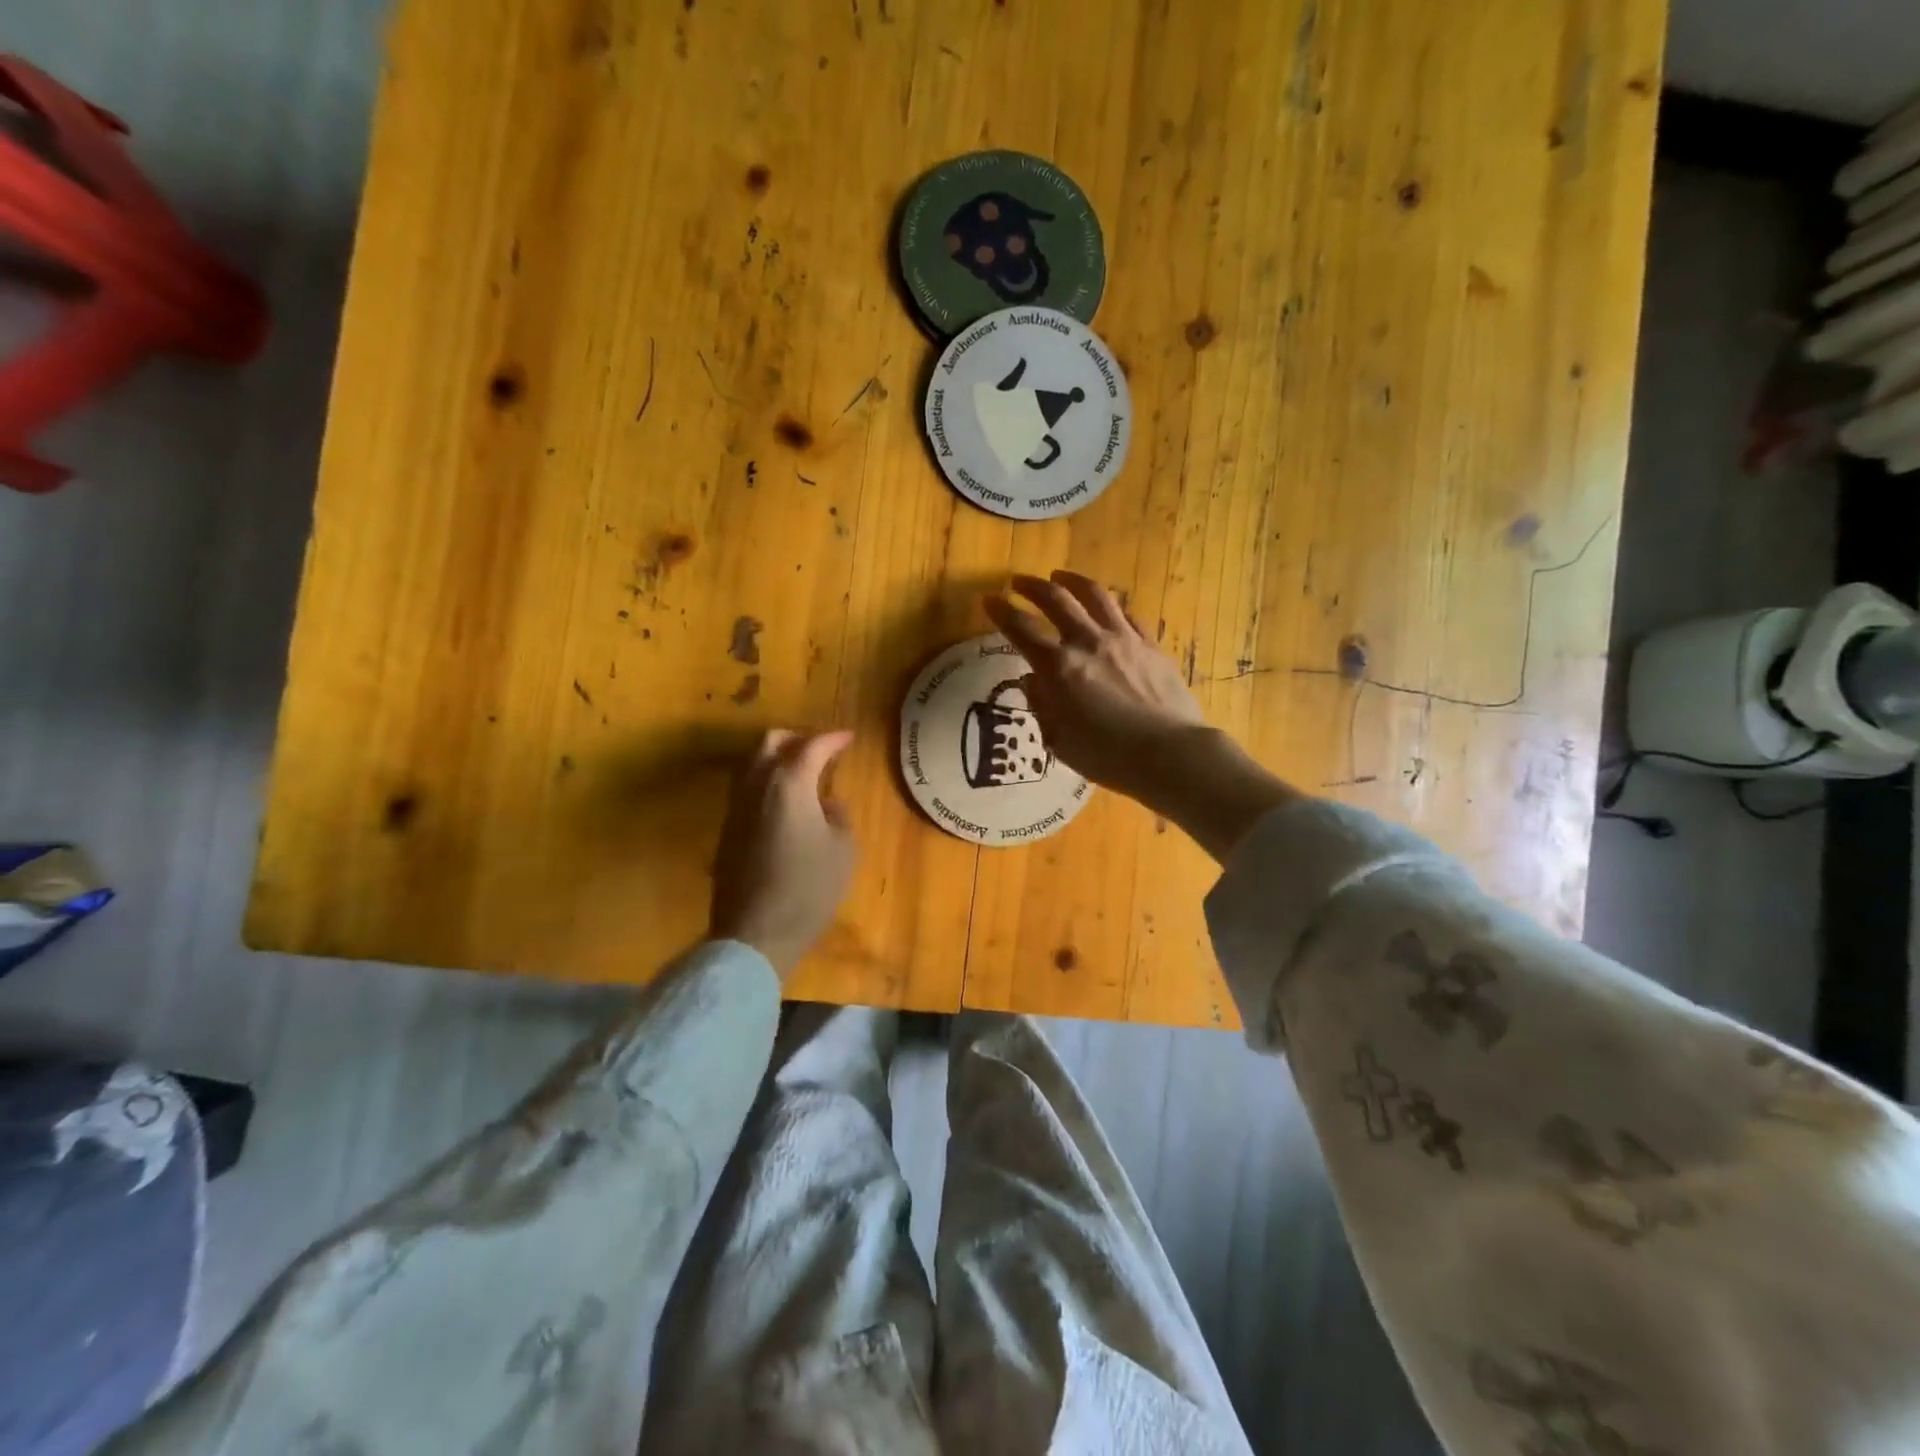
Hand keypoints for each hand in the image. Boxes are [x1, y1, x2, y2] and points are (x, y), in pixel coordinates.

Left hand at [709, 729, 855, 975]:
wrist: (755, 933)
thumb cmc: (809, 888)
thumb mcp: (842, 850)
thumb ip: (838, 816)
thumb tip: (828, 803)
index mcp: (789, 785)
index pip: (812, 746)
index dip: (833, 739)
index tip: (849, 738)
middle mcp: (756, 786)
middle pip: (770, 742)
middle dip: (797, 738)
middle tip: (821, 750)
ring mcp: (735, 807)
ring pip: (752, 763)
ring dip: (777, 758)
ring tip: (802, 773)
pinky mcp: (727, 829)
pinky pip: (745, 788)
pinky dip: (766, 781)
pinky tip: (783, 802)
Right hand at [983, 571, 1207, 804]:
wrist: (1169, 753)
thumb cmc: (1107, 756)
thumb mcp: (1060, 740)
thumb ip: (1042, 706)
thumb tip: (1032, 681)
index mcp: (1058, 667)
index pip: (1021, 629)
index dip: (1001, 611)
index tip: (989, 600)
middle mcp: (1087, 642)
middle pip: (1056, 600)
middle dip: (1033, 586)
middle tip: (1019, 581)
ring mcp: (1123, 639)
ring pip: (1095, 595)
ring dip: (1073, 581)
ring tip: (1061, 576)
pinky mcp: (1151, 646)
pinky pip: (1128, 616)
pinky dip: (1111, 607)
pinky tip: (1108, 608)